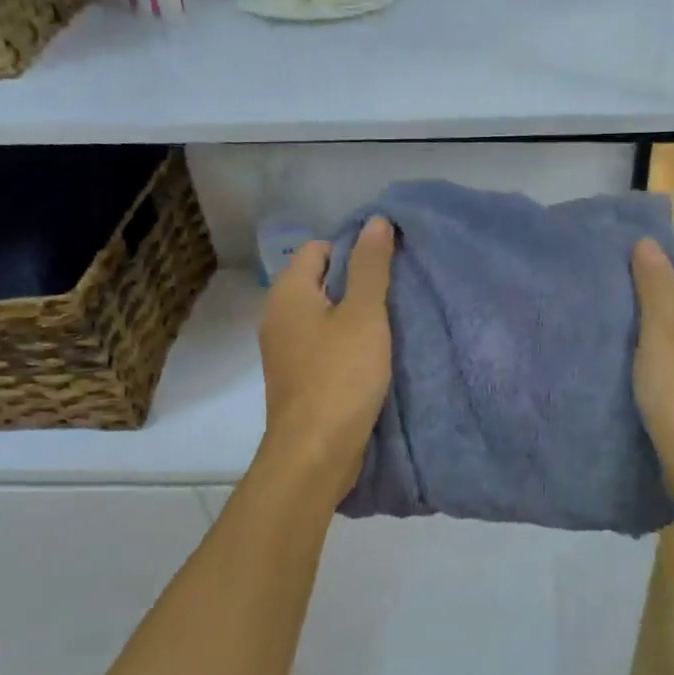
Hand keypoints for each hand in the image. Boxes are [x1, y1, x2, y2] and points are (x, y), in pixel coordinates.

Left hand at [258, 218, 394, 493]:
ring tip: (390, 323)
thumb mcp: (364, 315)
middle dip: (356, 282)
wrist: (314, 453)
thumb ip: (370, 267)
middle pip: (319, 281)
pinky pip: (322, 344)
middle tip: (396, 292)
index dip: (353, 249)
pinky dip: (344, 342)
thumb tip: (375, 221)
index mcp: (288, 293)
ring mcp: (283, 350)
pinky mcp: (296, 378)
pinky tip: (372, 355)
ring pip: (322, 315)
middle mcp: (277, 316)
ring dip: (353, 315)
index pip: (318, 248)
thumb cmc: (341, 376)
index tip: (388, 265)